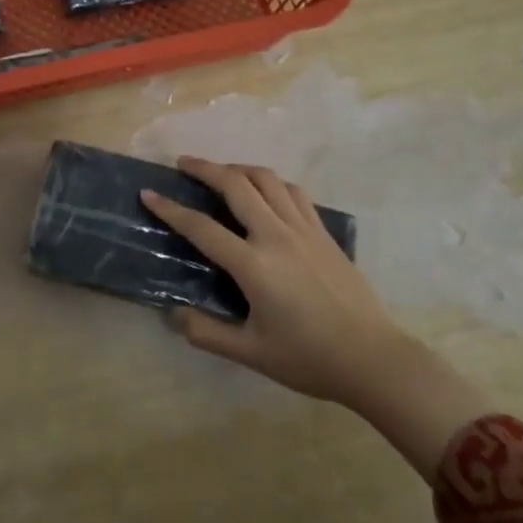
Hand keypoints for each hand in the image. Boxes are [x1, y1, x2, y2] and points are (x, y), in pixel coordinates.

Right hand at [141, 158, 401, 403]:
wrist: (373, 358)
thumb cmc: (309, 358)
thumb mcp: (251, 353)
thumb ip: (207, 333)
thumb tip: (173, 315)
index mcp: (253, 264)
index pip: (201, 227)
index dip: (170, 209)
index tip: (148, 193)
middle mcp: (276, 235)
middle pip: (235, 184)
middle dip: (204, 168)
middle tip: (184, 164)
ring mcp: (303, 229)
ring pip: (266, 179)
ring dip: (238, 168)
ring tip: (223, 173)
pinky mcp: (323, 232)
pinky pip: (293, 192)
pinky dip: (272, 182)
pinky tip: (266, 192)